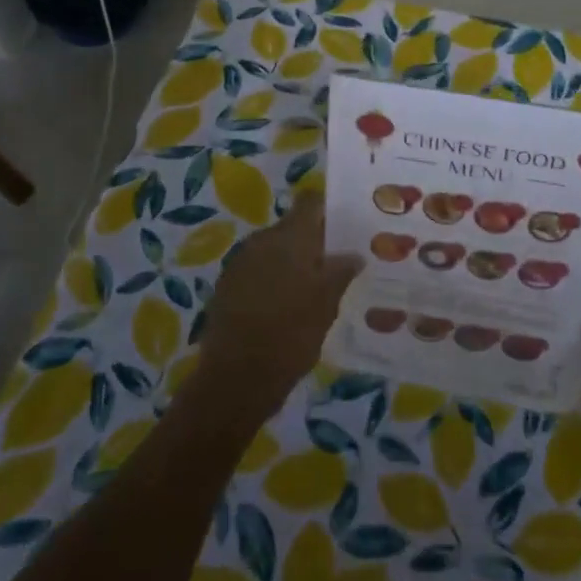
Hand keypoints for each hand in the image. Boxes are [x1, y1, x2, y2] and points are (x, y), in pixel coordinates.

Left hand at [193, 193, 362, 419]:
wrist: (236, 377)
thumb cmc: (291, 334)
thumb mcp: (326, 304)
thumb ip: (340, 272)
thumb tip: (354, 254)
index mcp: (290, 237)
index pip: (310, 203)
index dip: (328, 209)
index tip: (346, 225)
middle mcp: (262, 240)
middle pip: (292, 228)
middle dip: (312, 242)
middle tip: (334, 264)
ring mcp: (241, 261)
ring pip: (274, 250)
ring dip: (291, 262)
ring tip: (312, 289)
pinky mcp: (227, 285)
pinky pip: (257, 270)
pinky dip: (272, 280)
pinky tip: (284, 306)